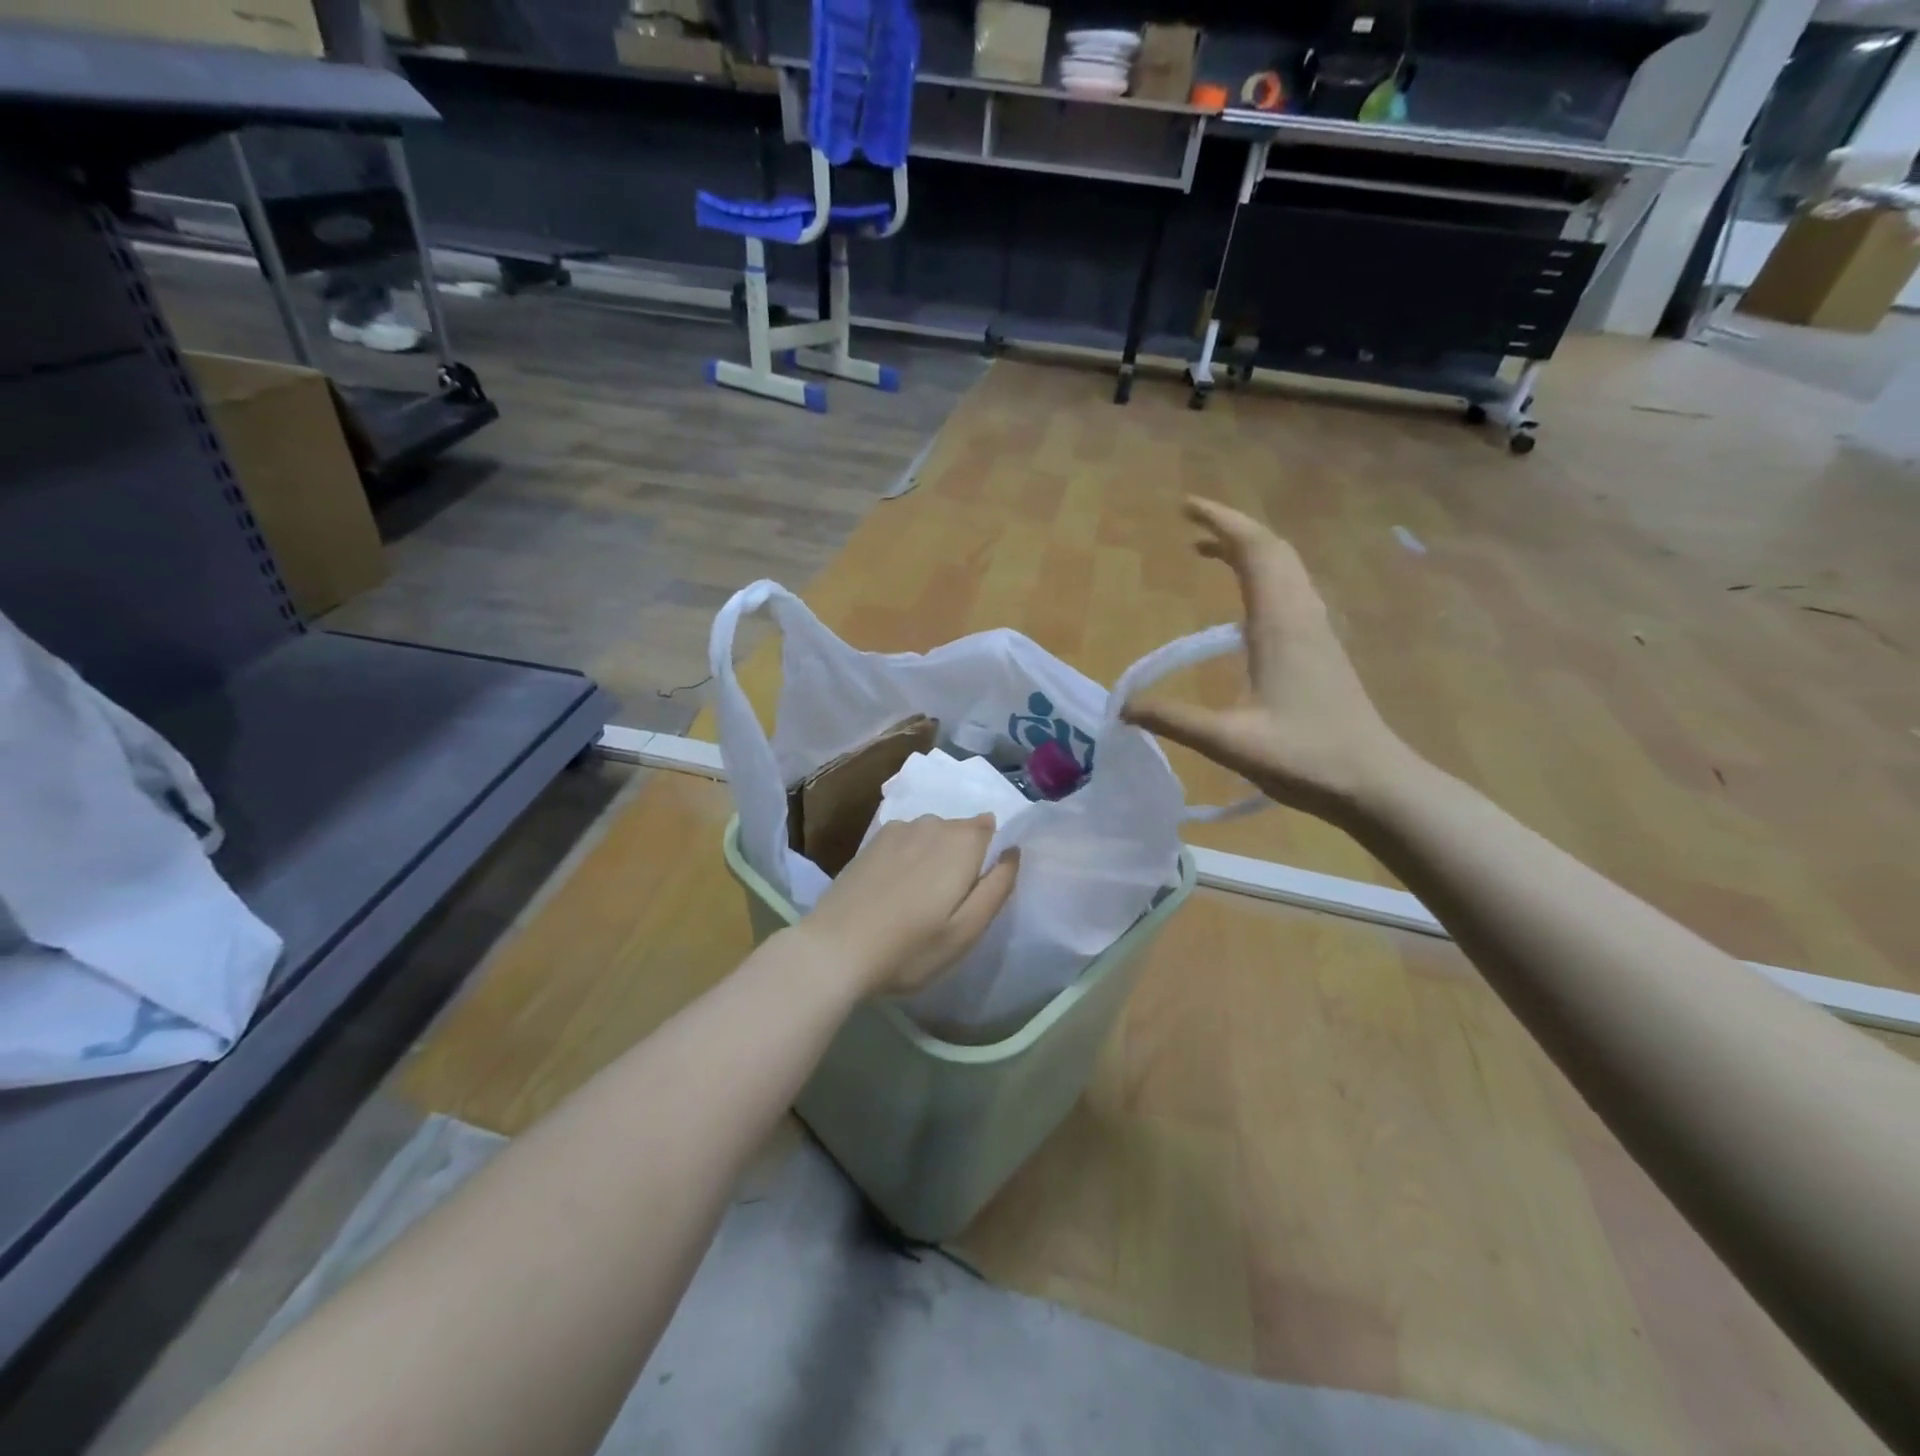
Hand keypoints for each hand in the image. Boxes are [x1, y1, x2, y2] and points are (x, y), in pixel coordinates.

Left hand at [796, 814, 1018, 997]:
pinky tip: (893, 889)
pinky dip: (907, 857)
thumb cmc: (910, 947)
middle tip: (948, 904)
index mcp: (962, 841)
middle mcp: (932, 823)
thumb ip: (997, 886)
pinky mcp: (871, 841)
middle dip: (962, 857)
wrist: (835, 949)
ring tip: (918, 900)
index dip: (988, 856)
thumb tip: (1013, 851)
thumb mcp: (967, 930)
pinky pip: (905, 841)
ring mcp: (897, 829)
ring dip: (933, 857)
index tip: (976, 889)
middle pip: (960, 831)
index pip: (990, 828)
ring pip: (931, 835)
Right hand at [1122, 498, 1411, 821]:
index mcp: (1281, 624)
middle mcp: (1303, 615)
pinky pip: (1292, 590)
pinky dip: (1264, 576)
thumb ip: (1173, 720)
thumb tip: (1123, 708)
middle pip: (1273, 550)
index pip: (1255, 551)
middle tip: (1192, 525)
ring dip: (1250, 551)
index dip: (1221, 522)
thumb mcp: (1228, 742)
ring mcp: (1318, 630)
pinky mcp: (1323, 648)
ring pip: (1287, 569)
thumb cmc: (1305, 757)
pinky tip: (1245, 603)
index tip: (1186, 508)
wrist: (1375, 783)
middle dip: (1233, 528)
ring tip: (1211, 553)